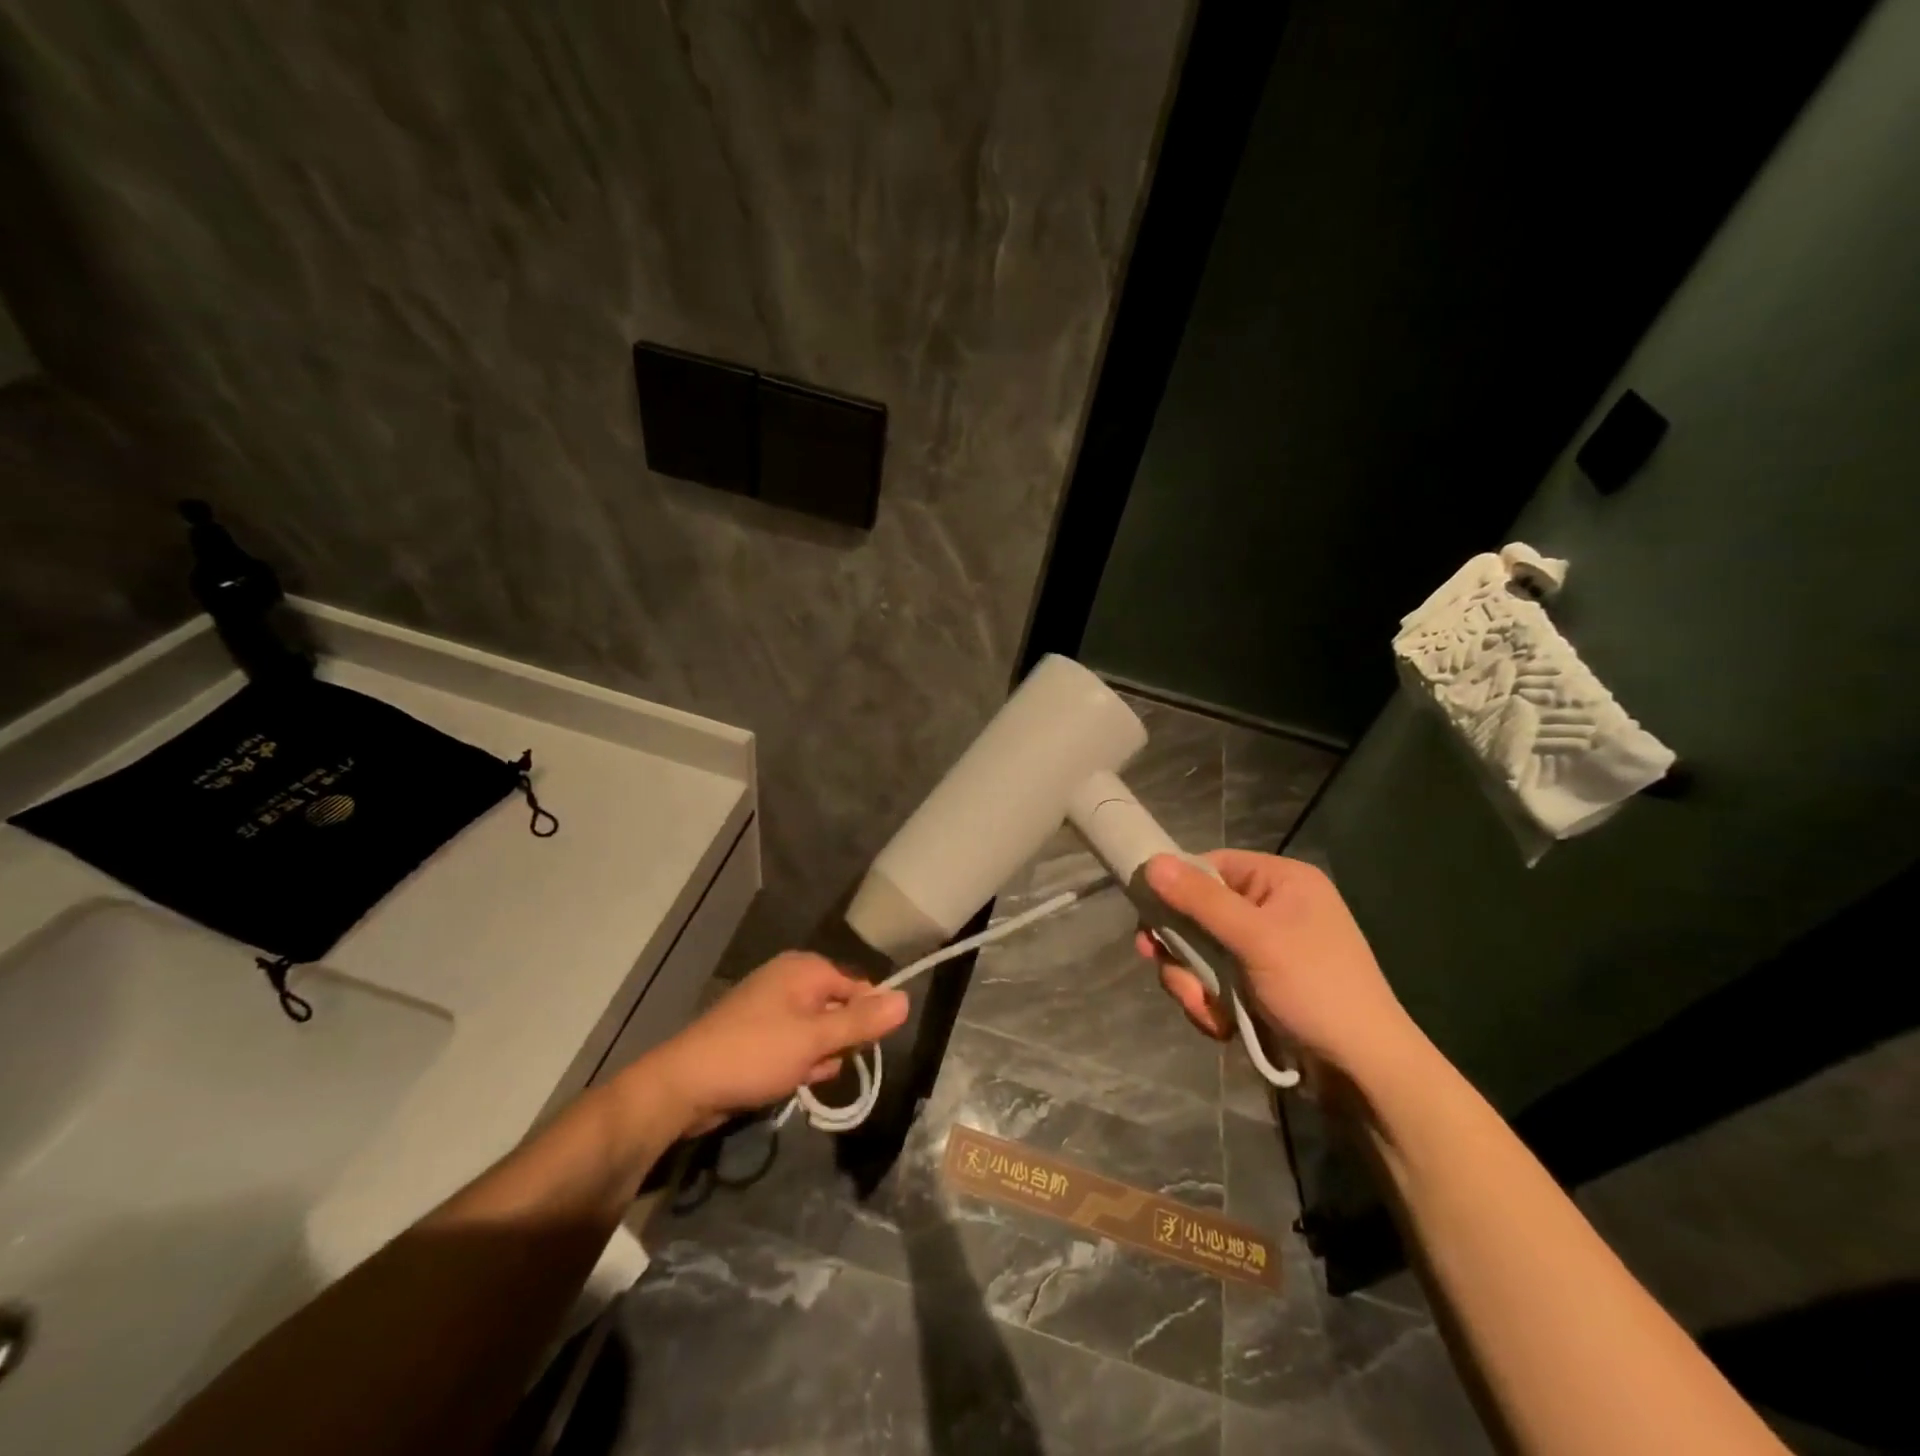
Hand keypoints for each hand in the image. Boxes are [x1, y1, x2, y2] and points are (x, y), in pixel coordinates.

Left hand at [632, 953, 908, 1135]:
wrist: (684, 1084)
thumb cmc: (755, 1053)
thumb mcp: (816, 1040)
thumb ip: (862, 1022)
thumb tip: (907, 999)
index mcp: (805, 969)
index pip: (859, 988)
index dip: (866, 1020)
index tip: (862, 1051)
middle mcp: (789, 979)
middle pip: (838, 1009)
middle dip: (837, 1042)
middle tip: (822, 1064)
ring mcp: (770, 1006)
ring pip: (817, 1031)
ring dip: (818, 1056)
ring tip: (801, 1076)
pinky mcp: (756, 1033)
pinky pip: (794, 1043)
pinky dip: (798, 1061)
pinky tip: (790, 1081)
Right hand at [1135, 850, 1423, 1079]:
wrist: (1365, 1072)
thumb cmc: (1315, 988)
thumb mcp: (1255, 938)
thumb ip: (1200, 900)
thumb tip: (1151, 863)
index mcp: (1281, 882)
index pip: (1212, 866)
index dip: (1177, 886)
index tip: (1147, 913)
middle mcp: (1273, 909)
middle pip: (1199, 912)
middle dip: (1181, 946)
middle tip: (1156, 959)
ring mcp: (1266, 951)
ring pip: (1202, 953)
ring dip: (1192, 981)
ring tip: (1204, 1007)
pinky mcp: (1260, 988)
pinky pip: (1215, 982)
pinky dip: (1210, 1003)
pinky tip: (1222, 1025)